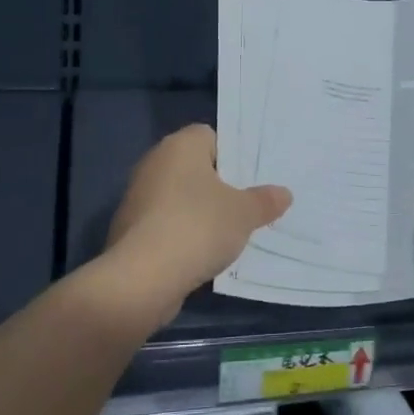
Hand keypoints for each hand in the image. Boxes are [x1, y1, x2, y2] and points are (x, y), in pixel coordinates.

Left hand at [104, 125, 292, 321]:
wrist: (141, 278)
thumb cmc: (197, 227)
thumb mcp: (244, 214)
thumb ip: (264, 201)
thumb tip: (283, 193)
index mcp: (180, 146)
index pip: (211, 136)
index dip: (233, 155)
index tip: (252, 179)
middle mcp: (154, 163)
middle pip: (195, 168)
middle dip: (220, 186)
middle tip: (249, 205)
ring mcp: (138, 197)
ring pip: (180, 198)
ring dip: (200, 213)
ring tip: (230, 234)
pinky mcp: (130, 230)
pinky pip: (166, 224)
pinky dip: (183, 235)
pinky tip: (202, 254)